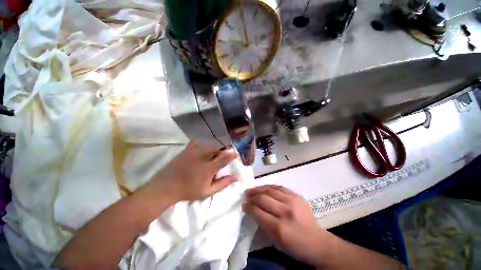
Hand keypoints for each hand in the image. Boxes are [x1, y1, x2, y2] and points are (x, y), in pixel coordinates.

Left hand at [148, 140, 237, 202]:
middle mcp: (203, 157)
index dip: (232, 154)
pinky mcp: (187, 149)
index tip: (235, 153)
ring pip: (209, 143)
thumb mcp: (207, 191)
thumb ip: (222, 184)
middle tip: (225, 153)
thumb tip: (235, 177)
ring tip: (216, 149)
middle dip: (224, 149)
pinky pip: (198, 141)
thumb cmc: (188, 191)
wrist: (166, 187)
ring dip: (215, 145)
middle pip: (218, 148)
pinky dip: (203, 142)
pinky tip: (204, 145)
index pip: (224, 158)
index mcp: (209, 168)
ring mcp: (194, 151)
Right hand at [243, 185, 325, 264]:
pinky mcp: (297, 196)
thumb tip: (253, 211)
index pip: (258, 212)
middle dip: (252, 196)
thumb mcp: (276, 242)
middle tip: (246, 196)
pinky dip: (269, 187)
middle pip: (263, 198)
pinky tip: (263, 188)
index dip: (249, 207)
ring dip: (258, 189)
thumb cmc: (295, 246)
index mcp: (279, 228)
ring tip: (252, 190)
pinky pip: (279, 187)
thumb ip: (263, 225)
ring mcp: (292, 201)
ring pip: (270, 190)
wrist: (317, 242)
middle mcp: (285, 211)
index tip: (244, 205)